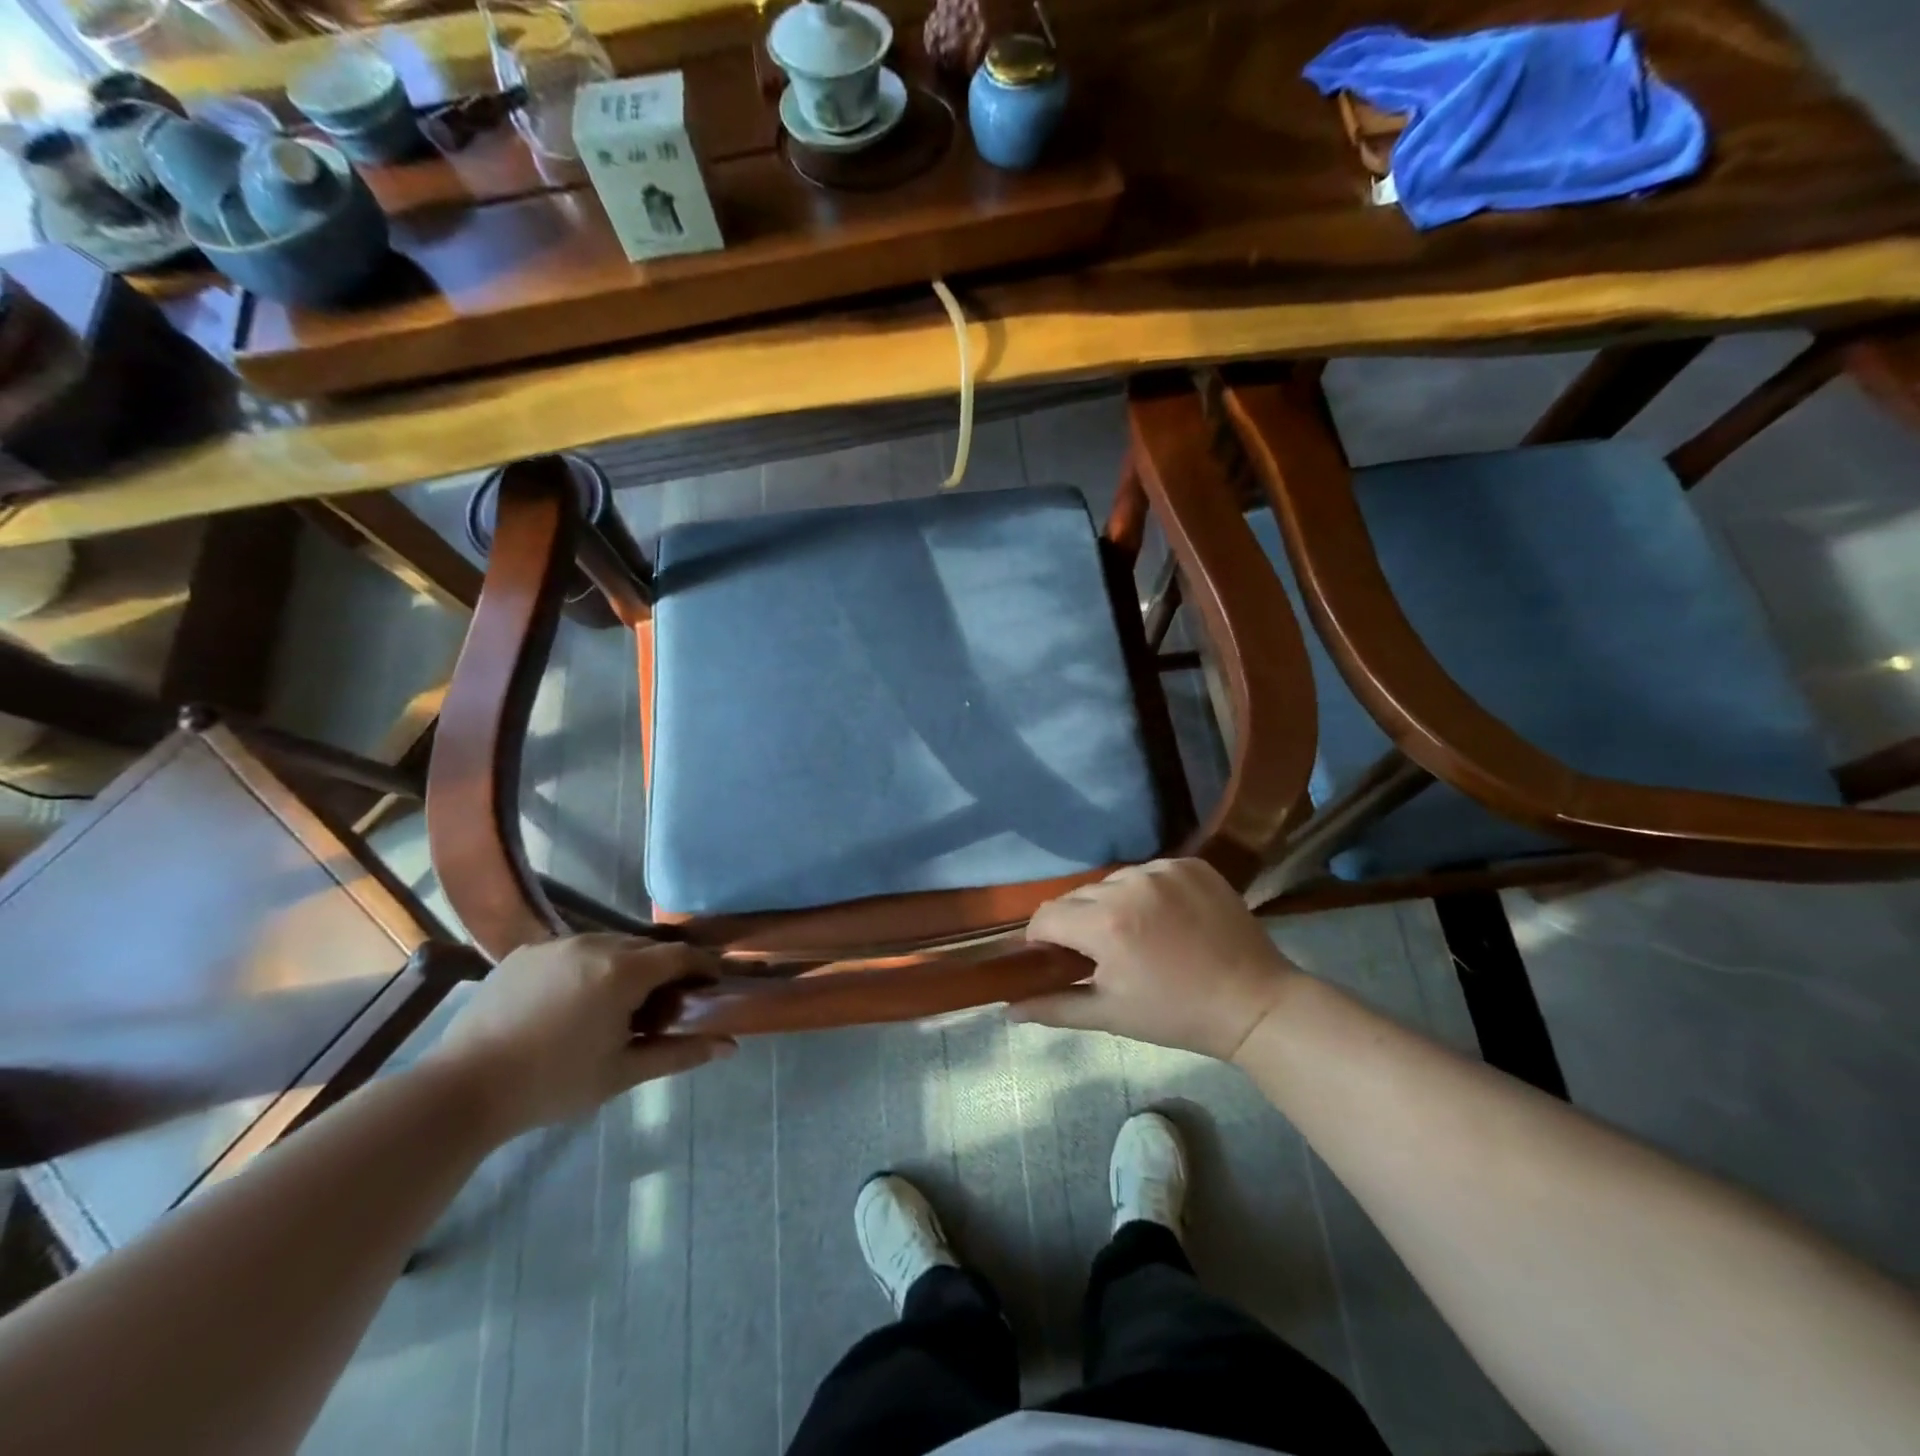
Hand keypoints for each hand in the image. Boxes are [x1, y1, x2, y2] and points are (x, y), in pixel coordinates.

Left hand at [428, 935, 733, 1139]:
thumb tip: (729, 1046)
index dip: (702, 966)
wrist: (462, 1089)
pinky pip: (572, 951)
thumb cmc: (552, 1084)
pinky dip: (586, 967)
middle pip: (645, 948)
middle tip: (661, 1006)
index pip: (680, 955)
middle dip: (662, 970)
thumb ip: (679, 1054)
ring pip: (608, 945)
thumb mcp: (622, 1072)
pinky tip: (571, 1002)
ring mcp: (556, 944)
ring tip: (614, 1004)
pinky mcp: (524, 952)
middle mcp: (594, 943)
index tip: (712, 984)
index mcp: (623, 971)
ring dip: (624, 966)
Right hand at [1012, 859, 1296, 1060]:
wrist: (1255, 1003)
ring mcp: (1164, 869)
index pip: (1046, 917)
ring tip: (1136, 933)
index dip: (1043, 939)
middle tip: (1101, 952)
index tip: (1057, 958)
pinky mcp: (1191, 863)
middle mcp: (1129, 884)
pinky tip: (1165, 917)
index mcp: (1105, 924)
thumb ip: (1054, 1007)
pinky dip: (1147, 891)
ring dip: (1111, 903)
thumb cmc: (1176, 1015)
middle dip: (1078, 922)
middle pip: (1077, 896)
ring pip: (1112, 881)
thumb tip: (1007, 1010)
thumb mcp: (1111, 1015)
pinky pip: (1149, 871)